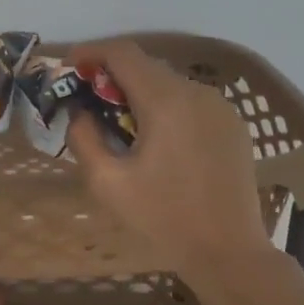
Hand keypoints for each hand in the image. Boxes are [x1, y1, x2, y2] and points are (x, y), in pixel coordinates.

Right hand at [66, 40, 274, 280]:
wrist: (228, 251)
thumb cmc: (163, 218)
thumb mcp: (107, 182)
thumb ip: (83, 138)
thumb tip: (79, 112)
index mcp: (165, 101)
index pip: (123, 53)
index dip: (91, 53)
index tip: (70, 69)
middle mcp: (197, 92)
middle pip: (147, 66)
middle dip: (112, 77)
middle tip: (89, 104)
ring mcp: (221, 107)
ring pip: (170, 83)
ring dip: (140, 93)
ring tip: (122, 126)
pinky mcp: (234, 125)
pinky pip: (191, 102)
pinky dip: (166, 107)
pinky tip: (158, 140)